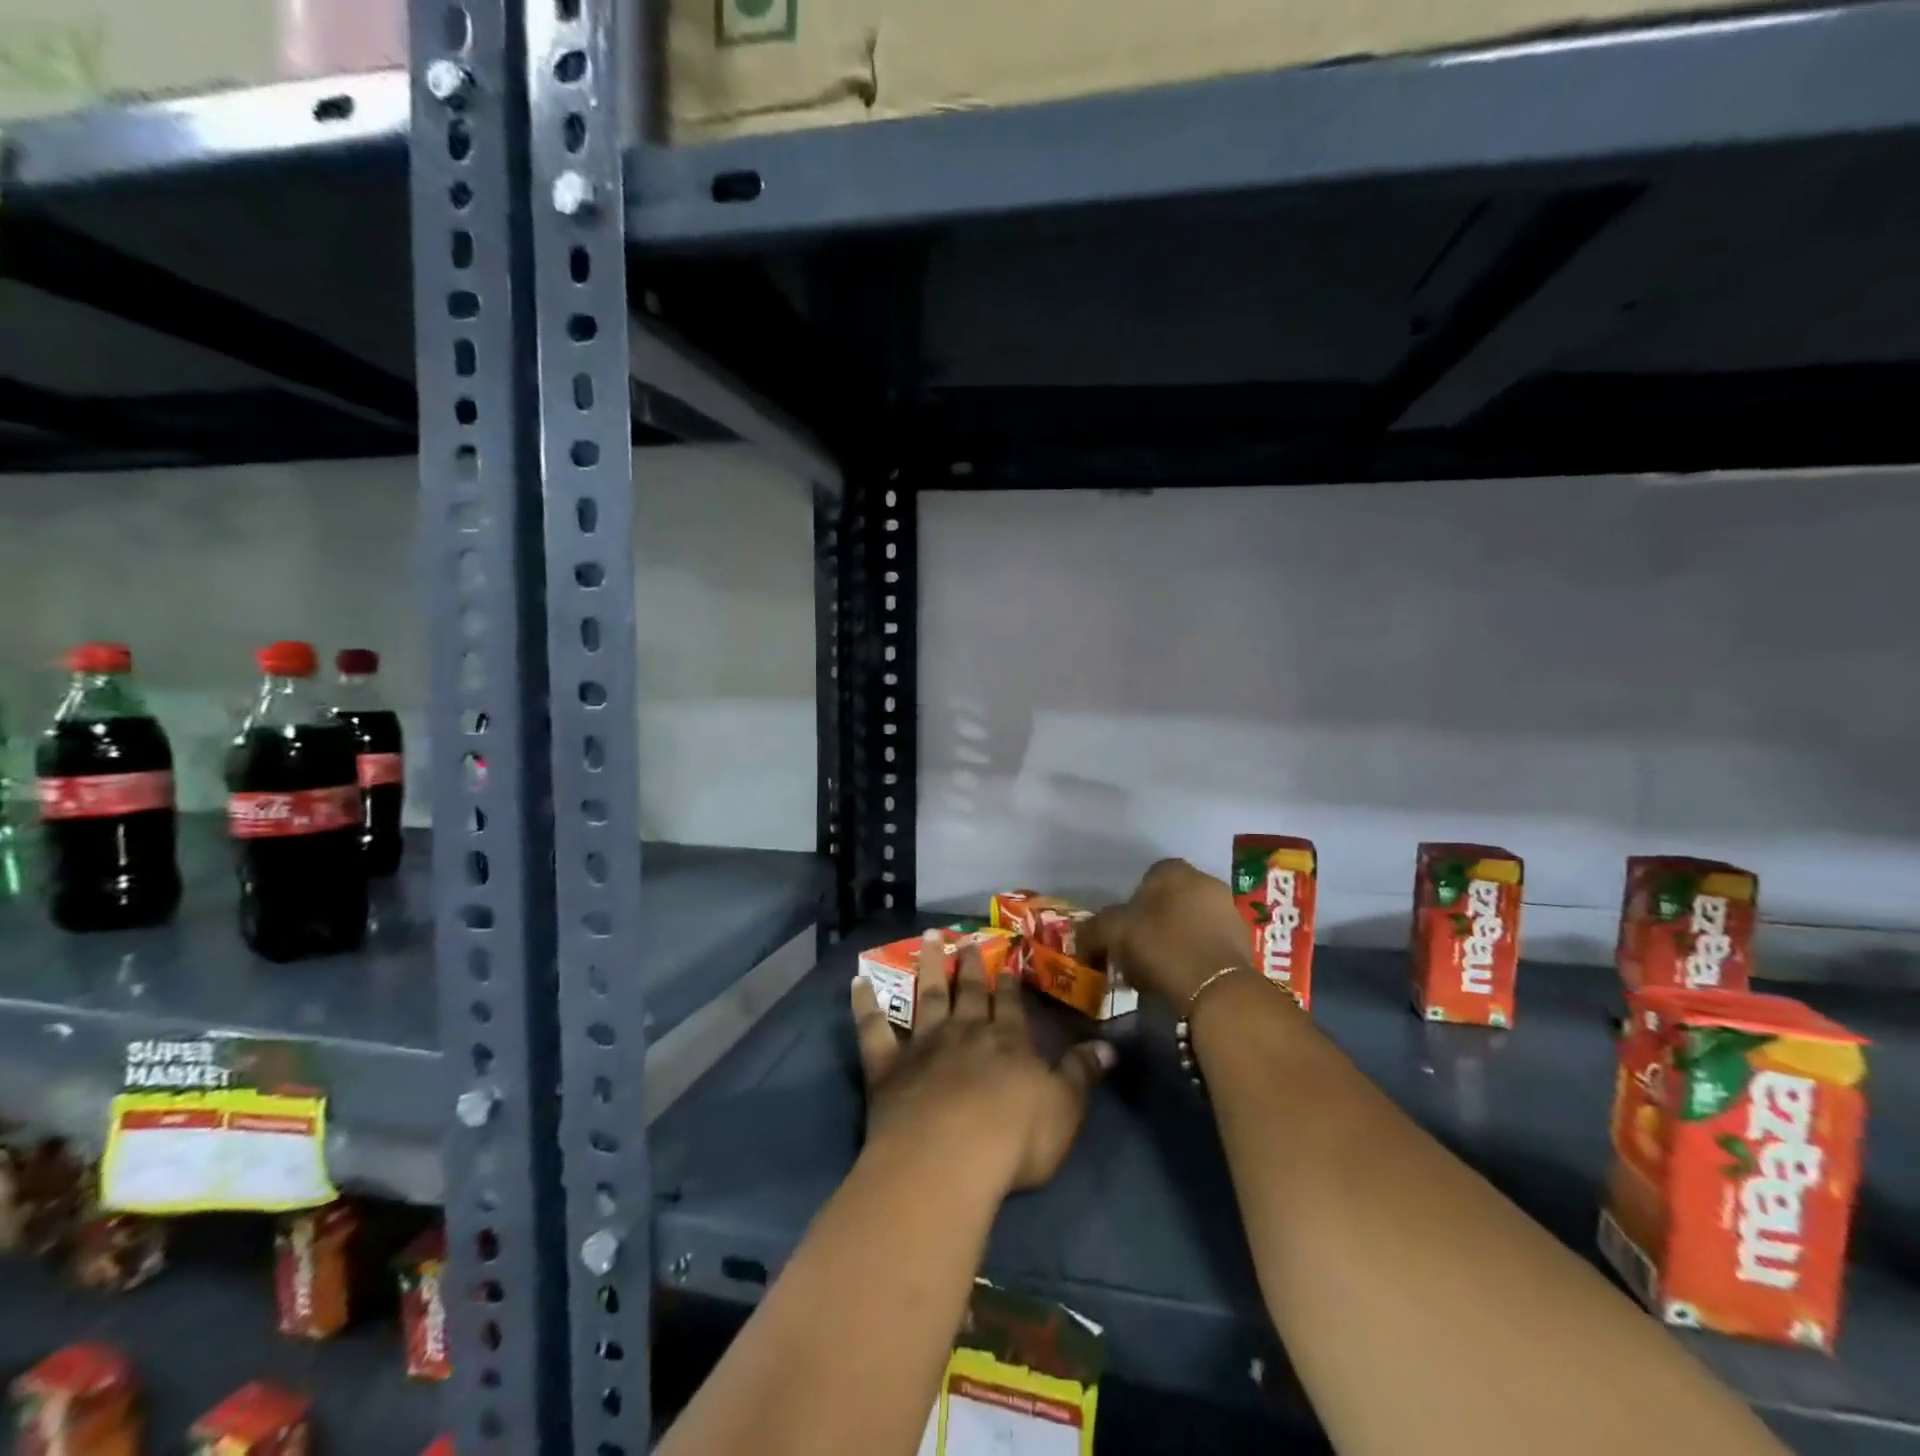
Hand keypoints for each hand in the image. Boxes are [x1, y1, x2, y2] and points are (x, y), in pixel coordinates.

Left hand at [851, 931, 1113, 1195]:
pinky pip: (873, 1029)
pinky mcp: (887, 1066)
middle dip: (968, 964)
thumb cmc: (1014, 1139)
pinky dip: (864, 1004)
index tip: (1007, 960)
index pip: (1010, 1005)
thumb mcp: (1065, 1109)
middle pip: (967, 991)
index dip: (1010, 983)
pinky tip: (857, 982)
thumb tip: (1109, 1046)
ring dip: (926, 965)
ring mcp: (923, 1045)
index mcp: (1007, 1042)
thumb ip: (1083, 1074)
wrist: (948, 1159)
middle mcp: (965, 1032)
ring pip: (925, 996)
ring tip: (927, 936)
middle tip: (965, 940)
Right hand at [1081, 858, 1252, 1006]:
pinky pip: (1208, 943)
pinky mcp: (1243, 940)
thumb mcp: (1114, 934)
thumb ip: (1093, 930)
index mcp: (1173, 870)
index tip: (1121, 932)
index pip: (1145, 879)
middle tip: (1136, 952)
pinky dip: (1194, 956)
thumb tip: (1078, 937)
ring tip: (1157, 971)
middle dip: (1153, 923)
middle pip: (1169, 901)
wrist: (1218, 988)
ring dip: (1174, 940)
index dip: (1130, 905)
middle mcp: (1205, 881)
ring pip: (1189, 922)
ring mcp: (1228, 910)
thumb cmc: (1162, 947)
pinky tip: (1182, 978)